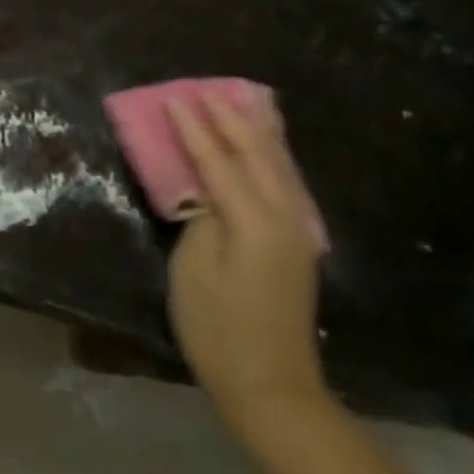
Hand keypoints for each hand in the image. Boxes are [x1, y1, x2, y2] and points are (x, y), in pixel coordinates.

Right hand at [166, 84, 328, 428]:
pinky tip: (267, 149)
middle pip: (258, 155)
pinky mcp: (297, 245)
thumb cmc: (217, 327)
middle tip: (209, 90)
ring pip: (279, 166)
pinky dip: (272, 157)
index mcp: (255, 221)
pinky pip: (285, 184)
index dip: (194, 129)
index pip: (219, 161)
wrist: (269, 383)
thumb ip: (201, 217)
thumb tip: (207, 190)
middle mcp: (284, 217)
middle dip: (232, 119)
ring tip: (246, 101)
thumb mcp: (194, 268)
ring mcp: (297, 231)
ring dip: (259, 132)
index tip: (175, 99)